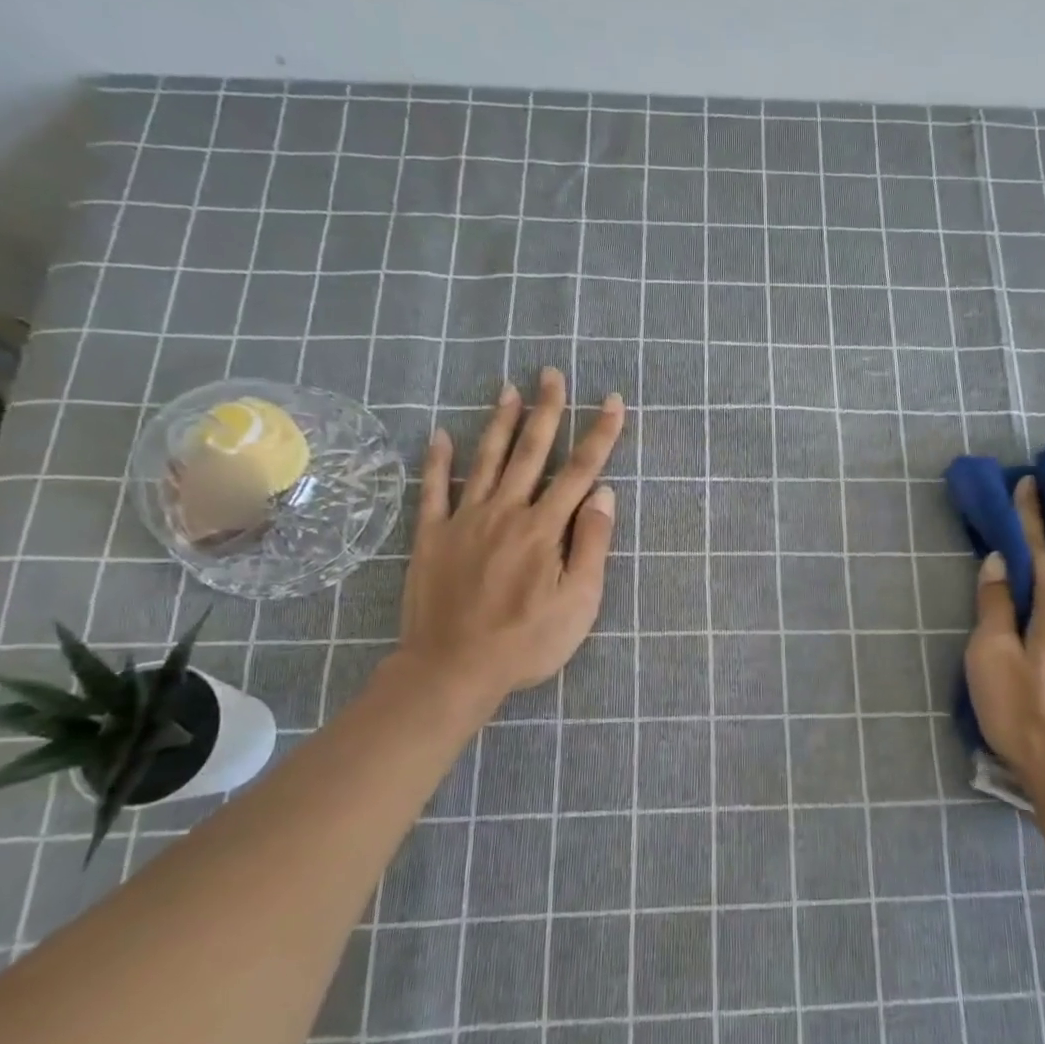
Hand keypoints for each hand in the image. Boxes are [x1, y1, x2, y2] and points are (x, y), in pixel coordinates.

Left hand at [394, 368, 624, 704]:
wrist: (452, 669)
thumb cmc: (526, 641)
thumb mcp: (578, 602)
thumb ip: (591, 544)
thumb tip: (604, 493)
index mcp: (544, 528)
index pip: (580, 470)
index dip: (600, 434)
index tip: (613, 401)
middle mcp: (506, 512)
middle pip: (531, 452)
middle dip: (547, 411)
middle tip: (552, 374)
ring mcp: (464, 520)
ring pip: (486, 460)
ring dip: (500, 423)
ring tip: (508, 389)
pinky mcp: (431, 536)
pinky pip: (433, 490)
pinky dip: (437, 461)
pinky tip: (439, 435)